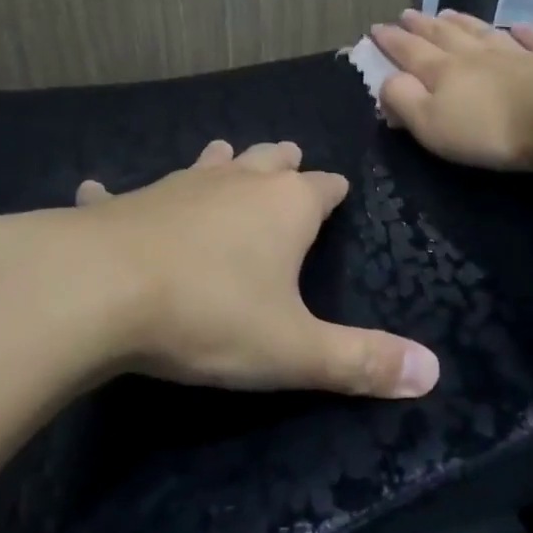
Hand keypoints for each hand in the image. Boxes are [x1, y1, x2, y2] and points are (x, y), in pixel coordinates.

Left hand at [70, 139, 438, 397]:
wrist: (99, 290)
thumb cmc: (210, 314)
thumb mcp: (294, 350)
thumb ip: (362, 361)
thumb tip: (433, 373)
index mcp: (284, 207)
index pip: (324, 187)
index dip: (334, 190)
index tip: (340, 190)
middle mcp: (235, 183)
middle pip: (269, 160)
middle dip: (283, 162)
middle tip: (290, 160)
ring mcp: (176, 186)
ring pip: (209, 164)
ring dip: (221, 164)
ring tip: (225, 158)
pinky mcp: (124, 202)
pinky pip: (123, 193)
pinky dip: (120, 195)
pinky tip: (100, 191)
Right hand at [370, 9, 532, 170]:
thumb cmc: (489, 128)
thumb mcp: (431, 124)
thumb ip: (403, 100)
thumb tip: (386, 81)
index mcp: (443, 71)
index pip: (409, 51)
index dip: (391, 41)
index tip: (375, 28)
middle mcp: (476, 55)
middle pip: (444, 35)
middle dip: (421, 25)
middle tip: (406, 13)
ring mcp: (516, 54)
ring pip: (483, 32)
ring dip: (463, 22)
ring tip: (447, 12)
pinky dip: (525, 32)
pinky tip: (519, 27)